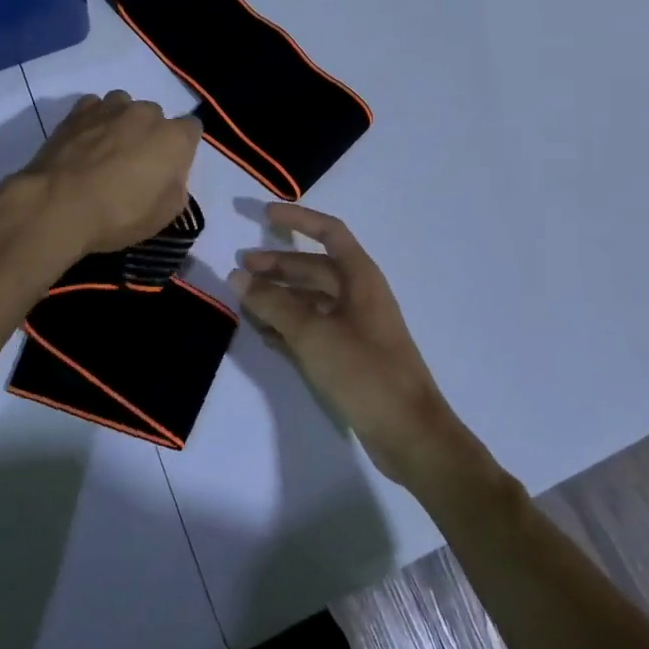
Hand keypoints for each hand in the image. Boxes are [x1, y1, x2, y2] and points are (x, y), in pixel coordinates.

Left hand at [23, 92, 201, 259]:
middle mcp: (146, 113)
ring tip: (107, 150)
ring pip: (125, 106)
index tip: (170, 168)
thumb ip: (176, 187)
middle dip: (150, 135)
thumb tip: (169, 176)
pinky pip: (95, 107)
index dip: (183, 148)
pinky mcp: (79, 111)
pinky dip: (94, 120)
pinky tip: (86, 141)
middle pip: (156, 116)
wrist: (58, 205)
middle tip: (136, 165)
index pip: (192, 128)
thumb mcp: (164, 215)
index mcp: (174, 138)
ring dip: (122, 123)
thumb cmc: (118, 215)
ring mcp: (111, 107)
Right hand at [231, 204, 479, 489]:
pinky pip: (313, 329)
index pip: (329, 232)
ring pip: (311, 300)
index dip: (299, 219)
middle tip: (240, 270)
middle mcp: (359, 295)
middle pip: (314, 268)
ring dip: (279, 299)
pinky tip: (264, 334)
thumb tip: (238, 275)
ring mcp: (356, 326)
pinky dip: (289, 327)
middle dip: (278, 266)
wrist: (410, 434)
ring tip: (244, 304)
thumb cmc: (365, 371)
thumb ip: (273, 303)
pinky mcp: (350, 355)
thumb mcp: (314, 333)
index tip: (265, 213)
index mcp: (360, 277)